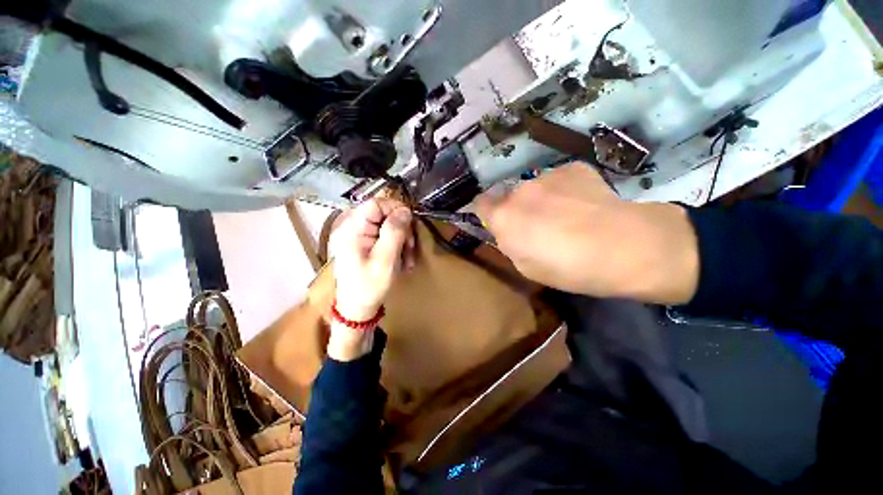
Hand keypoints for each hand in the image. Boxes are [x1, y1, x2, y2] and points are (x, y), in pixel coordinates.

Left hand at [327, 198, 414, 360]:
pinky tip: (402, 260)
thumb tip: (405, 210)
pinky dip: (397, 245)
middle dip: (402, 229)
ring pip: (387, 225)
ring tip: (408, 259)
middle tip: (411, 247)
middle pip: (383, 214)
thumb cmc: (369, 287)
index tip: (411, 225)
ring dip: (402, 239)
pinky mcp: (364, 243)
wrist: (357, 309)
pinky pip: (385, 235)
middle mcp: (352, 227)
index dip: (396, 209)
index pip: (376, 204)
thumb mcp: (385, 260)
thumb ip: (394, 232)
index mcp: (352, 229)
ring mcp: (358, 236)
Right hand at [476, 164, 699, 304]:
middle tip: (541, 226)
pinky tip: (585, 205)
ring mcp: (546, 176)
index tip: (499, 222)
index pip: (480, 204)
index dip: (488, 212)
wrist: (624, 247)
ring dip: (542, 199)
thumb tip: (511, 231)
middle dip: (519, 209)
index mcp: (503, 217)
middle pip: (510, 197)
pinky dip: (566, 190)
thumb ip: (510, 244)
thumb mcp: (527, 267)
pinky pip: (559, 180)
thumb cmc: (568, 268)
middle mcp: (519, 191)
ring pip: (535, 188)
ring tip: (569, 216)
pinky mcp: (572, 168)